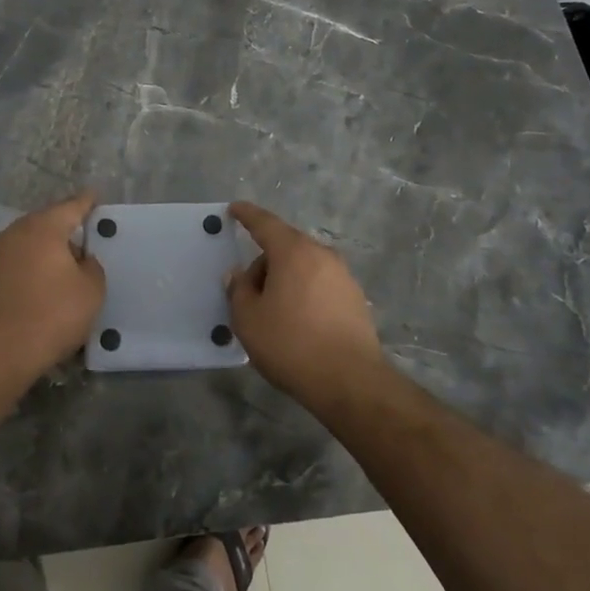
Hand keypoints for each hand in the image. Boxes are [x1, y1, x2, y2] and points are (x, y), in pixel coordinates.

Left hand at [0, 192, 106, 375]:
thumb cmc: (52, 314)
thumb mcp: (91, 290)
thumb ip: (91, 266)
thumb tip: (80, 260)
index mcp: (44, 227)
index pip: (71, 206)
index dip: (86, 202)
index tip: (95, 197)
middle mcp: (16, 232)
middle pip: (46, 222)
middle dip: (65, 228)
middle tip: (85, 237)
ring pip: (30, 243)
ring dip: (47, 250)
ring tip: (66, 265)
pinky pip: (18, 262)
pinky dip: (32, 267)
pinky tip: (43, 284)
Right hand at [227, 202, 383, 410]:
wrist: (350, 381)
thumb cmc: (291, 344)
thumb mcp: (248, 319)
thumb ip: (238, 290)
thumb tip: (238, 275)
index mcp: (293, 251)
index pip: (265, 223)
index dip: (247, 215)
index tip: (234, 209)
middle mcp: (321, 255)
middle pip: (286, 246)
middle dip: (264, 261)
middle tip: (248, 291)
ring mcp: (343, 276)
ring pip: (304, 266)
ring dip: (285, 279)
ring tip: (272, 311)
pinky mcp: (355, 299)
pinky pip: (320, 284)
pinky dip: (304, 292)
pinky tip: (297, 322)